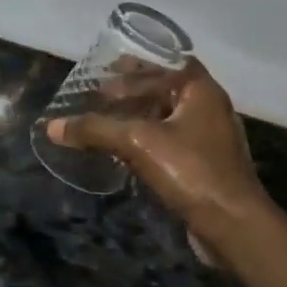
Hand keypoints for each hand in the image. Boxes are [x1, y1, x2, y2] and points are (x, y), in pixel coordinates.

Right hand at [45, 60, 274, 248]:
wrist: (234, 226)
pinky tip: (125, 152)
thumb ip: (95, 130)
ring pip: (168, 116)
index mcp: (201, 90)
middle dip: (132, 90)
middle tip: (99, 95)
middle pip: (166, 88)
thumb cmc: (191, 171)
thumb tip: (52, 126)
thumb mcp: (137, 143)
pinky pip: (171, 141)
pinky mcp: (206, 165)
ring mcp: (210, 138)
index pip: (167, 60)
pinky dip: (148, 140)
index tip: (107, 67)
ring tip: (107, 121)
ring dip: (138, 116)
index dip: (137, 61)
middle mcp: (209, 107)